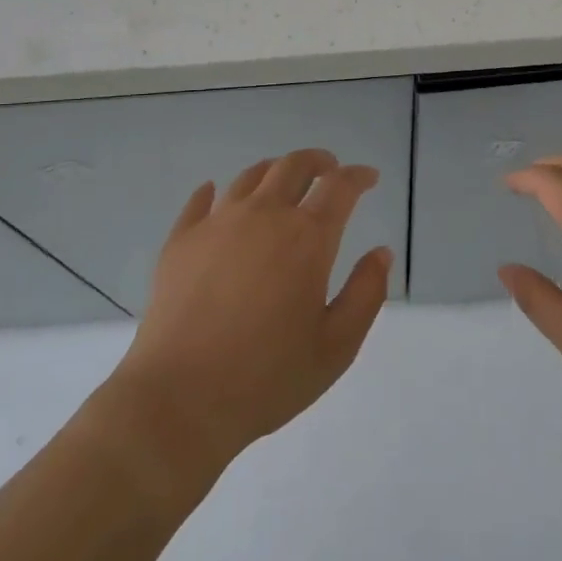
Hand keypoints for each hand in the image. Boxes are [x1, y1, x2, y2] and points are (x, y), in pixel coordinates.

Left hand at [112, 150, 392, 471]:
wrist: (180, 399)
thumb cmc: (267, 378)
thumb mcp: (337, 346)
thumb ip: (366, 294)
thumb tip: (381, 253)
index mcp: (306, 238)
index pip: (339, 187)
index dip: (358, 176)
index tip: (369, 177)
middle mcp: (263, 215)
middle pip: (293, 166)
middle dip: (317, 162)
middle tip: (329, 169)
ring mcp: (217, 223)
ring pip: (250, 177)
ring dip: (274, 171)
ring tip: (282, 180)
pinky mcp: (181, 240)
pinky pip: (200, 201)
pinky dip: (214, 192)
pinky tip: (214, 193)